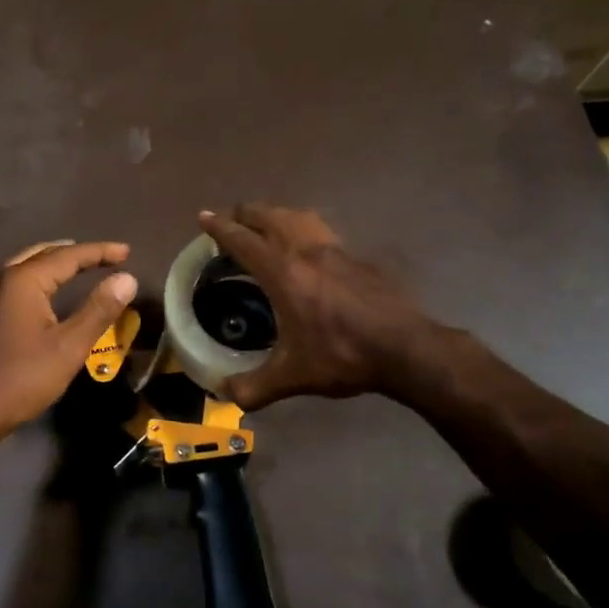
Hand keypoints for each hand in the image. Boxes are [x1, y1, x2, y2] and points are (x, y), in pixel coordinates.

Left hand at [0, 240, 137, 445]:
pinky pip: (17, 286)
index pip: (68, 256)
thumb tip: (126, 279)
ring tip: (78, 267)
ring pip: (26, 268)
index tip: (127, 252)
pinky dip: (40, 281)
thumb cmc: (22, 378)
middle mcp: (2, 281)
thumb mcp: (69, 346)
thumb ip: (98, 310)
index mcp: (22, 281)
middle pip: (44, 255)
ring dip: (55, 264)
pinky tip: (48, 296)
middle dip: (76, 254)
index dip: (100, 252)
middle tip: (105, 257)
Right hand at [198, 205, 431, 409]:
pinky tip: (309, 250)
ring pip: (300, 217)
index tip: (204, 216)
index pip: (243, 240)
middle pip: (271, 217)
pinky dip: (305, 229)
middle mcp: (306, 252)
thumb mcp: (291, 377)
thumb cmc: (341, 355)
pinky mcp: (358, 260)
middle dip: (247, 213)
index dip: (220, 227)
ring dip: (278, 215)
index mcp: (283, 273)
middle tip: (232, 219)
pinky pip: (323, 232)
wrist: (404, 348)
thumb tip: (227, 394)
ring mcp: (336, 251)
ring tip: (268, 225)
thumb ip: (254, 387)